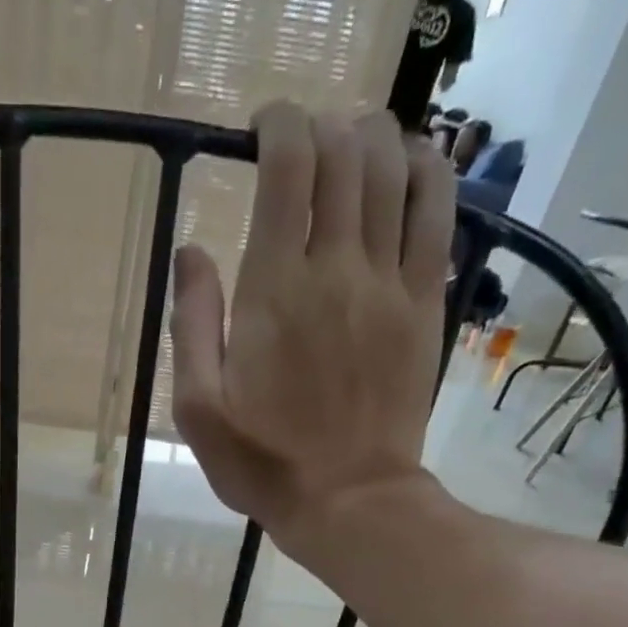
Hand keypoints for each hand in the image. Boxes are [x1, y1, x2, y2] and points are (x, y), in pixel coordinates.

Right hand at [171, 104, 457, 549]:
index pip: (287, 166)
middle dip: (321, 127)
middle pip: (343, 153)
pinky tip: (412, 164)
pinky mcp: (422, 304)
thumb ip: (191, 325)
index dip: (277, 125)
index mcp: (273, 290)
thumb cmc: (262, 463)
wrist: (347, 501)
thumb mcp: (198, 410)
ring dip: (373, 136)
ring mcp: (387, 283)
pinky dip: (428, 171)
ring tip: (351, 145)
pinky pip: (437, 212)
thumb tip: (191, 250)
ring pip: (395, 168)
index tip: (261, 129)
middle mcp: (335, 267)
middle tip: (301, 146)